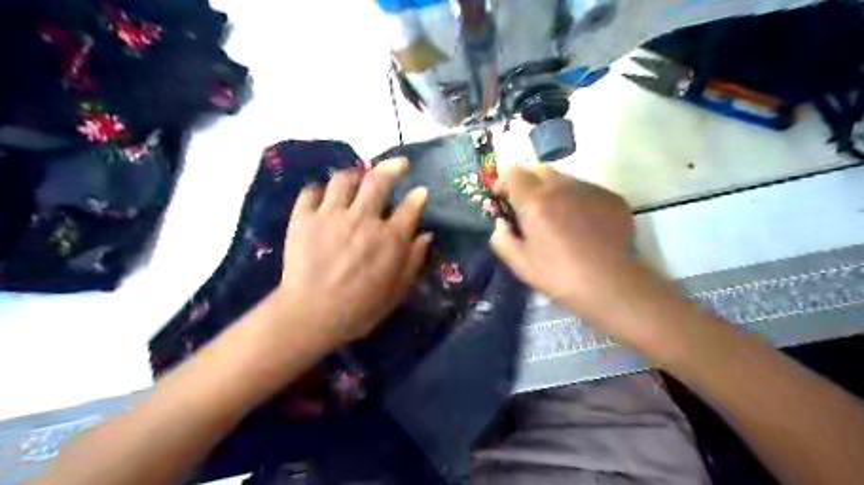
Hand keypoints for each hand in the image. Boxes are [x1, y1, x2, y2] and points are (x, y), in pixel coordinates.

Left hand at [274, 158, 429, 344]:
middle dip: (392, 167)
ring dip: (355, 175)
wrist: (310, 315)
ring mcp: (331, 215)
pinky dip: (319, 190)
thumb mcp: (396, 292)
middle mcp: (363, 219)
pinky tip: (324, 196)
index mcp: (389, 238)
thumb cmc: (359, 309)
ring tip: (358, 178)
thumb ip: (414, 261)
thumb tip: (426, 235)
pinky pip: (311, 191)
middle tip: (398, 164)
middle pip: (379, 180)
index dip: (418, 196)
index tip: (420, 192)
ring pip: (344, 179)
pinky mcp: (303, 218)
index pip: (410, 207)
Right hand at [493, 163, 633, 311]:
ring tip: (558, 219)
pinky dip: (576, 201)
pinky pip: (586, 191)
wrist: (611, 285)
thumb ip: (501, 238)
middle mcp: (562, 187)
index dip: (504, 182)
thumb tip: (502, 223)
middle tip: (528, 209)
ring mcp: (590, 190)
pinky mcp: (612, 198)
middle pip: (538, 170)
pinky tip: (583, 226)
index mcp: (535, 201)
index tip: (503, 199)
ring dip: (553, 192)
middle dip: (527, 183)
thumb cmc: (559, 276)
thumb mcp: (520, 263)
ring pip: (563, 179)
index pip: (514, 172)